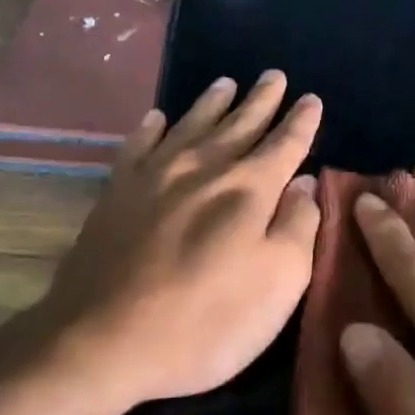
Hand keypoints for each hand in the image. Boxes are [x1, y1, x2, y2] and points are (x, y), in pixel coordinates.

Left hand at [36, 71, 322, 408]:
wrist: (103, 339)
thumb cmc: (206, 321)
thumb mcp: (279, 283)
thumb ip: (298, 226)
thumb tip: (304, 183)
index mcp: (249, 188)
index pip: (285, 143)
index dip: (301, 121)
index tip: (310, 99)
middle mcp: (204, 167)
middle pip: (240, 123)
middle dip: (262, 100)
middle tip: (274, 75)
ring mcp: (155, 175)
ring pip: (192, 124)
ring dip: (213, 102)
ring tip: (226, 83)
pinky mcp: (117, 191)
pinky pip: (138, 144)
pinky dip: (151, 127)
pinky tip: (157, 118)